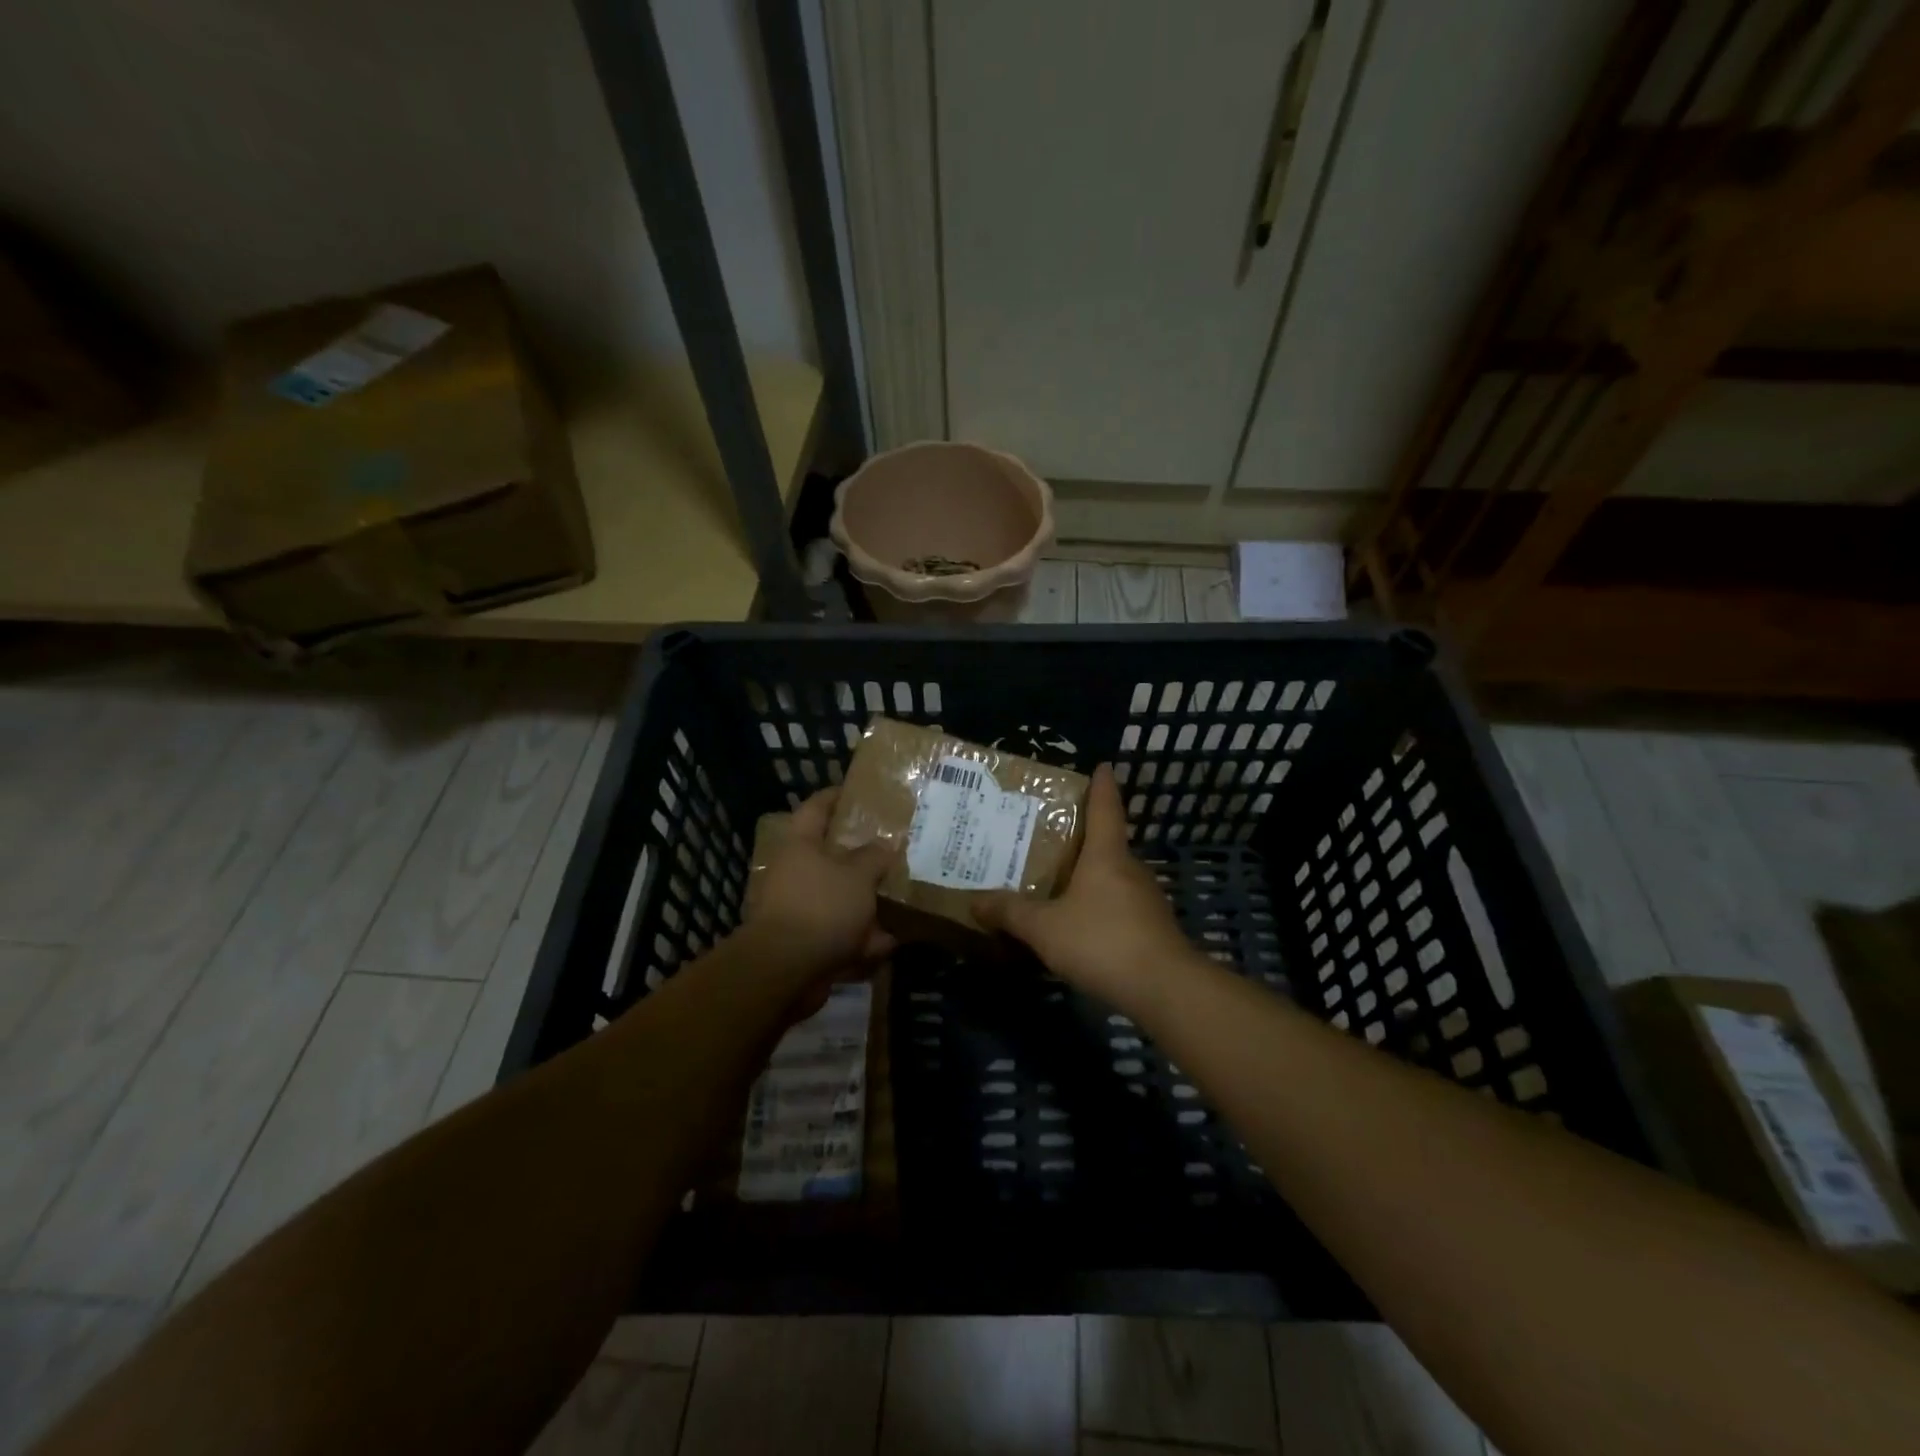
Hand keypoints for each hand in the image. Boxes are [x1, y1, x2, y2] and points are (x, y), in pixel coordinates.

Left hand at [741, 787, 895, 977]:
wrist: (786, 969)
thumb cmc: (822, 906)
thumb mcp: (858, 874)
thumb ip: (875, 856)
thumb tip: (885, 845)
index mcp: (801, 846)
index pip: (816, 808)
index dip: (835, 797)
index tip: (857, 793)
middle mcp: (795, 873)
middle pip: (829, 856)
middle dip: (860, 856)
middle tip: (890, 850)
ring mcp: (798, 909)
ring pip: (838, 897)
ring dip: (865, 901)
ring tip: (898, 898)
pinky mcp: (805, 943)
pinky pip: (840, 934)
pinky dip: (862, 939)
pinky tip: (890, 942)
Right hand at [973, 763, 1197, 1011]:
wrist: (1163, 989)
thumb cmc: (1101, 941)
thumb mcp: (1044, 928)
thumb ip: (1010, 913)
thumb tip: (975, 901)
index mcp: (1106, 856)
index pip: (1105, 808)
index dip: (1102, 785)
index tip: (1102, 766)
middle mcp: (1130, 869)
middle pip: (1108, 843)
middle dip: (1084, 836)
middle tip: (1052, 834)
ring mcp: (1146, 899)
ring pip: (1114, 877)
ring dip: (1091, 875)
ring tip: (1060, 879)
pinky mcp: (1153, 928)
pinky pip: (1120, 905)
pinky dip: (1100, 904)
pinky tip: (1081, 922)